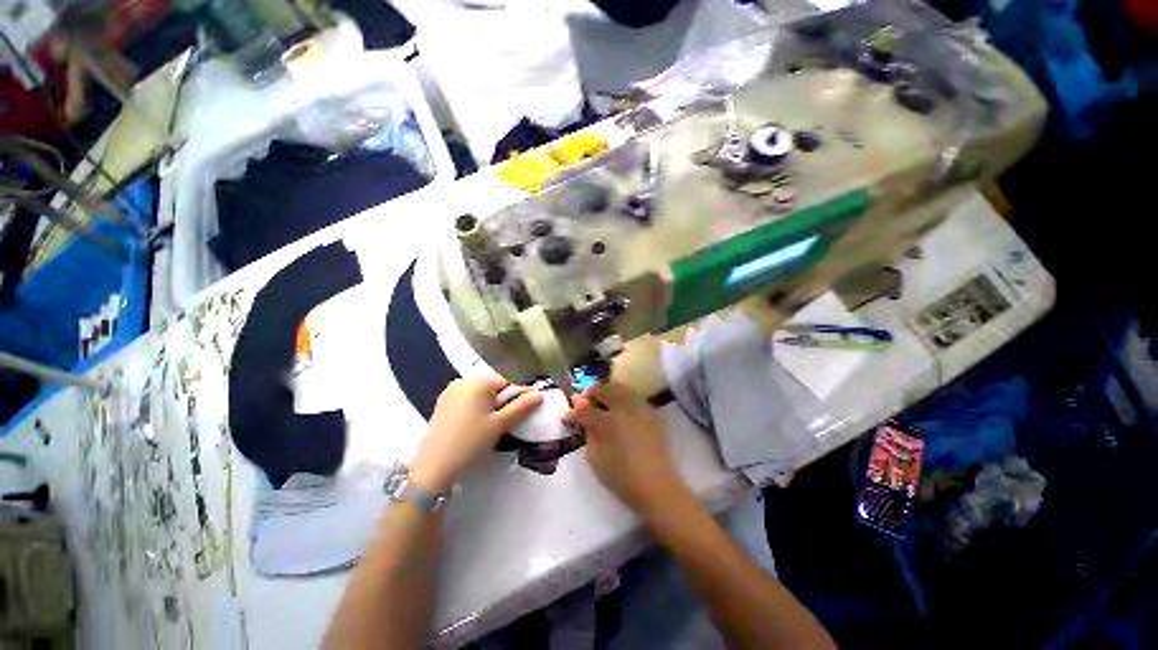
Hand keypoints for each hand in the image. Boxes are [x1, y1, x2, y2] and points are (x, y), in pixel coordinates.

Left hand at [410, 376, 542, 493]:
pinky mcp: (442, 405)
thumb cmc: (470, 443)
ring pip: (480, 395)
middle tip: (506, 423)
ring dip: (490, 406)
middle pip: (492, 387)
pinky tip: (475, 427)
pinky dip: (476, 409)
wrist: (433, 469)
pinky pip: (467, 401)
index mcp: (476, 382)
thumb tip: (540, 394)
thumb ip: (521, 407)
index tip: (521, 414)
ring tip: (492, 427)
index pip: (506, 382)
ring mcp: (449, 392)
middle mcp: (462, 381)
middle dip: (502, 402)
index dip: (516, 397)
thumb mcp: (500, 424)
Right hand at [563, 381, 687, 512]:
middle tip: (584, 402)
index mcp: (608, 420)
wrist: (657, 486)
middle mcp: (624, 408)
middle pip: (605, 389)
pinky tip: (619, 408)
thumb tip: (584, 421)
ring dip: (608, 390)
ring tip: (601, 401)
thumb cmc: (622, 477)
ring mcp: (640, 408)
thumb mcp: (595, 458)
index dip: (573, 413)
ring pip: (621, 388)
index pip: (585, 410)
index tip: (566, 417)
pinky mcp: (651, 414)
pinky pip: (633, 396)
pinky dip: (622, 396)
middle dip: (591, 393)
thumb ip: (588, 435)